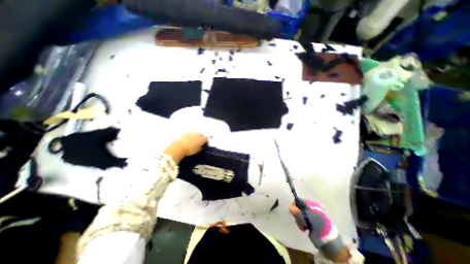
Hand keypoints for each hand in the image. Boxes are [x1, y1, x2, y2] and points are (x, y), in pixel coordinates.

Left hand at [164, 133, 205, 162]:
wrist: (178, 148)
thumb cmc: (189, 150)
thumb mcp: (197, 151)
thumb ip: (200, 147)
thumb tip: (201, 146)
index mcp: (201, 138)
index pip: (206, 138)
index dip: (205, 141)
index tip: (205, 143)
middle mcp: (197, 134)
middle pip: (200, 134)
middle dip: (200, 137)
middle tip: (199, 141)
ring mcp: (191, 132)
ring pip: (195, 133)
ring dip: (195, 136)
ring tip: (193, 140)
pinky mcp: (185, 133)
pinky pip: (189, 134)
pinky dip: (190, 136)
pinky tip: (188, 139)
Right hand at [287, 200, 347, 261]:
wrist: (327, 240)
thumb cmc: (318, 225)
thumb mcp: (308, 217)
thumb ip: (298, 212)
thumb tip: (290, 208)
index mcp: (311, 204)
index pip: (299, 200)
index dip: (295, 204)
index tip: (294, 211)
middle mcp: (309, 208)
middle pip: (297, 207)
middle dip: (297, 214)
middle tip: (301, 220)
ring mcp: (308, 216)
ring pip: (298, 214)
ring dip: (299, 220)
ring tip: (304, 226)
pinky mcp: (308, 222)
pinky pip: (300, 220)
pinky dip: (301, 224)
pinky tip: (305, 228)